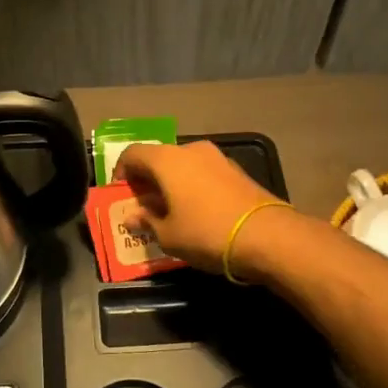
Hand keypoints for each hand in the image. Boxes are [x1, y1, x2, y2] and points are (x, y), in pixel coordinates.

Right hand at [114, 140, 297, 275]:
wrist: (267, 236)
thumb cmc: (206, 233)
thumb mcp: (168, 235)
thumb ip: (146, 221)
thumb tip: (132, 216)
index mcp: (167, 160)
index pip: (132, 154)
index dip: (121, 172)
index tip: (121, 195)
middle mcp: (191, 150)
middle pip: (159, 158)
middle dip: (147, 180)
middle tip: (143, 206)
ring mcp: (218, 158)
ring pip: (183, 166)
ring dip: (172, 184)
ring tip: (170, 211)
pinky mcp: (237, 172)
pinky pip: (204, 174)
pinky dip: (193, 187)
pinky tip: (196, 212)